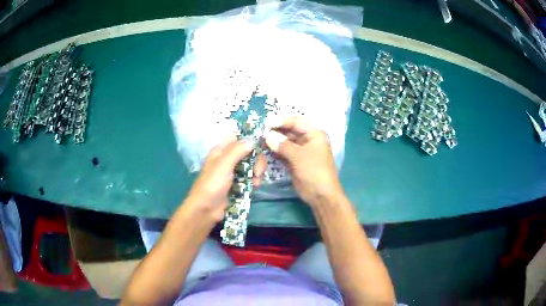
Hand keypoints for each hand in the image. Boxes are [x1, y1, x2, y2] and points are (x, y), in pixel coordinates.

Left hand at [185, 134, 265, 221]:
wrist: (206, 209)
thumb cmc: (212, 184)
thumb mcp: (223, 164)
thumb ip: (237, 150)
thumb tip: (253, 140)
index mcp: (221, 150)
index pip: (238, 137)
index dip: (250, 138)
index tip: (261, 145)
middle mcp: (228, 158)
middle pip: (249, 151)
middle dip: (256, 160)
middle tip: (257, 171)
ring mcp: (234, 172)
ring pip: (251, 165)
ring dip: (257, 172)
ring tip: (255, 182)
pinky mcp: (238, 183)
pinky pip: (251, 177)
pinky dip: (254, 181)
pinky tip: (254, 187)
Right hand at [264, 117, 344, 206]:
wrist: (321, 195)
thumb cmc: (314, 171)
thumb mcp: (299, 156)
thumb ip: (282, 145)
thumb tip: (267, 135)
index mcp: (314, 134)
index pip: (296, 122)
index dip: (281, 121)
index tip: (266, 123)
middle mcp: (308, 140)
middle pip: (289, 132)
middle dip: (275, 132)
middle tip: (260, 133)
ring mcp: (301, 151)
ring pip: (285, 143)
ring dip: (274, 142)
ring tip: (260, 141)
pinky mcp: (295, 162)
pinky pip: (283, 153)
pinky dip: (275, 152)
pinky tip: (264, 150)